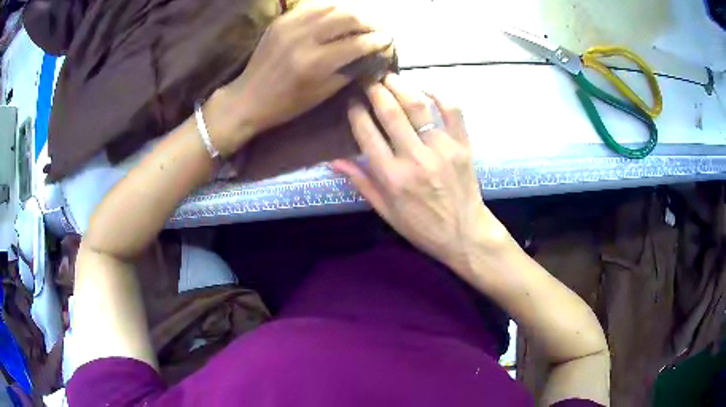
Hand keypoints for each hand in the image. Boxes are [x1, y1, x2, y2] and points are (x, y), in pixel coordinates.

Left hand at [207, 0, 392, 155]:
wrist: (249, 97)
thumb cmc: (287, 103)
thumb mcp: (323, 93)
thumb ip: (350, 70)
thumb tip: (373, 55)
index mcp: (315, 63)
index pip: (357, 43)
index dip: (378, 41)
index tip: (388, 41)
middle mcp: (304, 38)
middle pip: (347, 18)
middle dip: (369, 22)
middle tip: (378, 29)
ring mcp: (290, 25)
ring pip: (332, 7)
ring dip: (353, 12)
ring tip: (362, 21)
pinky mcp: (282, 20)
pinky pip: (313, 7)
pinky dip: (331, 9)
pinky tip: (338, 16)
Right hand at [332, 74, 512, 274]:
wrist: (464, 234)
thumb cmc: (422, 227)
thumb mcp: (385, 211)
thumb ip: (362, 183)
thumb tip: (333, 160)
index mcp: (391, 177)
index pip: (367, 134)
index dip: (356, 112)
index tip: (352, 101)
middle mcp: (414, 158)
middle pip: (390, 113)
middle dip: (375, 90)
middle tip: (368, 80)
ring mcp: (441, 149)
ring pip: (418, 106)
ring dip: (401, 86)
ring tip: (390, 77)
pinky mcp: (462, 145)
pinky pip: (453, 111)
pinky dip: (440, 94)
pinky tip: (426, 88)